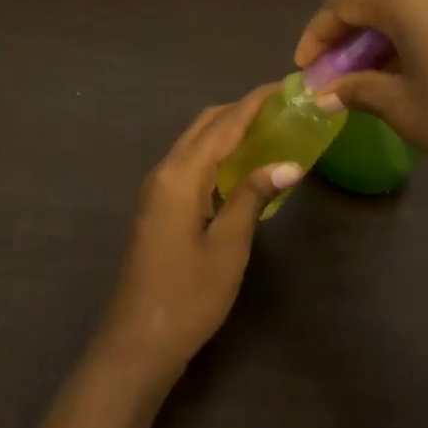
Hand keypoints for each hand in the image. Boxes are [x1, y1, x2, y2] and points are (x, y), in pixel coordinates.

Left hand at [95, 86, 300, 386]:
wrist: (138, 341)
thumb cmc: (188, 296)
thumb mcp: (229, 246)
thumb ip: (253, 196)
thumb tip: (289, 163)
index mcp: (180, 176)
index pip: (223, 125)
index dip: (254, 103)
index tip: (285, 85)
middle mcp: (164, 172)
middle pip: (204, 126)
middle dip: (241, 110)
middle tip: (282, 108)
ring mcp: (157, 189)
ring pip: (195, 143)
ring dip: (228, 130)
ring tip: (269, 130)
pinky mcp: (158, 206)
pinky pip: (189, 164)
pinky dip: (216, 153)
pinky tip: (241, 166)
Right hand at [295, 0, 427, 232]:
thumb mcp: (402, 108)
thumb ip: (357, 89)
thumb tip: (325, 91)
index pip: (343, 3)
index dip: (316, 34)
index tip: (304, 68)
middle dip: (344, 28)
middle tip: (331, 68)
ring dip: (376, 28)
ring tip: (364, 70)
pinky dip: (407, 27)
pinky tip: (404, 62)